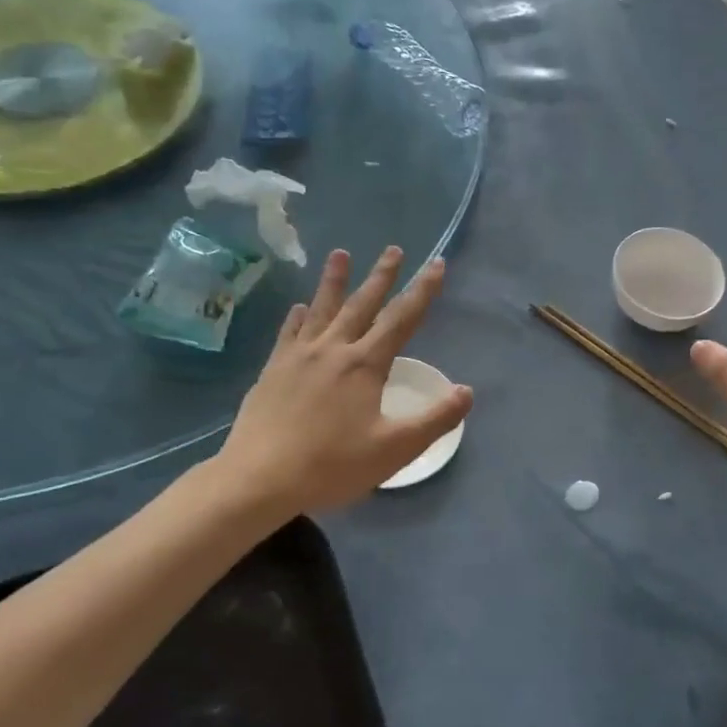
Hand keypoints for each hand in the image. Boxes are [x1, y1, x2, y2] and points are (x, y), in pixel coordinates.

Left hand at [208, 247, 472, 515]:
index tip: (436, 264)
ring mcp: (298, 356)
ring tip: (340, 253)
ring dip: (334, 280)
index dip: (423, 290)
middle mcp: (333, 349)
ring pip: (322, 309)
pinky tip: (299, 307)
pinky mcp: (273, 370)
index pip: (402, 319)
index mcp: (365, 364)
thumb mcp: (395, 449)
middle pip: (362, 304)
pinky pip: (289, 332)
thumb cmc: (332, 465)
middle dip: (382, 276)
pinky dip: (298, 316)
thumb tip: (467, 392)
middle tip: (394, 249)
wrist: (259, 478)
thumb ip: (435, 419)